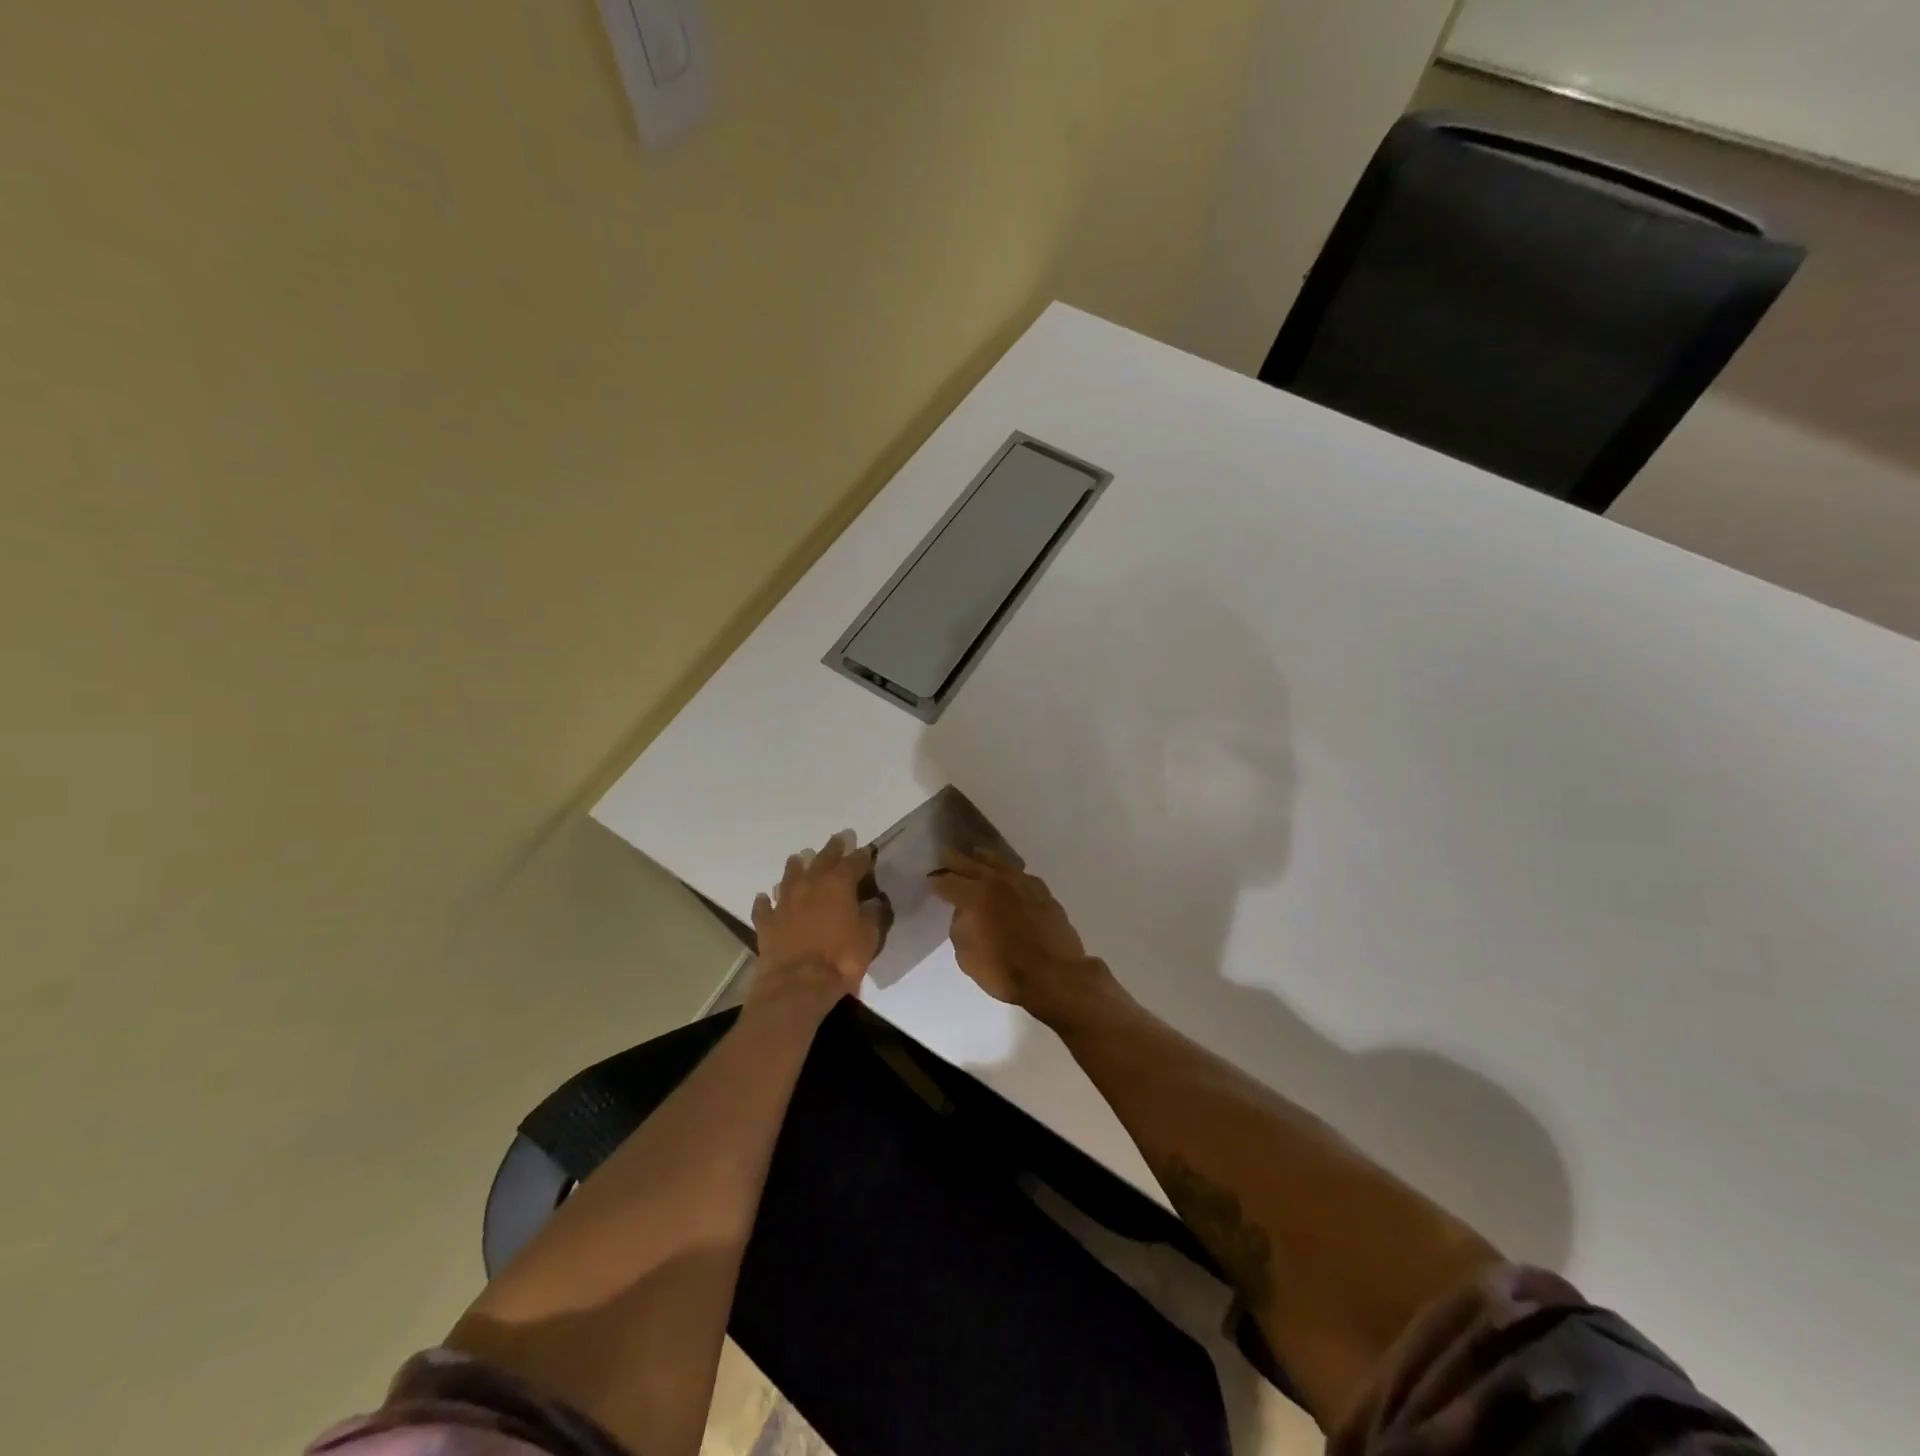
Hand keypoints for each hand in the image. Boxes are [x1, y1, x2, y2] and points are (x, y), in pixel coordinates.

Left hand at [749, 831, 881, 1007]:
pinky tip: (765, 897)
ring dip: (797, 865)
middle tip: (839, 840)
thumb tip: (874, 901)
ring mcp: (785, 901)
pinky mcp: (767, 922)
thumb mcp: (869, 936)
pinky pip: (764, 905)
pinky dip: (766, 900)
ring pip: (790, 875)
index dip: (863, 856)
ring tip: (800, 859)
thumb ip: (872, 914)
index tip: (868, 851)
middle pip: (822, 858)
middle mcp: (810, 884)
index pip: (854, 861)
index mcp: (838, 883)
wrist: (798, 984)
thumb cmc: (841, 958)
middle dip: (833, 849)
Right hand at [928, 851, 1107, 1021]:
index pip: (947, 882)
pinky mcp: (1042, 891)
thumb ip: (960, 927)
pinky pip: (1020, 874)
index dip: (936, 881)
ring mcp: (1022, 883)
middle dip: (954, 860)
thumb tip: (965, 913)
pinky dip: (1009, 873)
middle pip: (970, 863)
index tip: (930, 881)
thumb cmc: (1005, 970)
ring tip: (976, 855)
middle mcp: (996, 882)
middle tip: (945, 854)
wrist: (1055, 975)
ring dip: (983, 858)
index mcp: (973, 896)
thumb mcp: (966, 956)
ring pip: (998, 862)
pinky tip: (1009, 876)